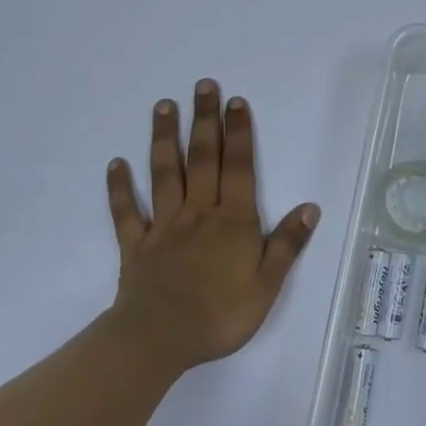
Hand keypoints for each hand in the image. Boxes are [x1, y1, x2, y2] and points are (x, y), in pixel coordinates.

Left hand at [106, 80, 319, 369]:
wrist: (159, 340)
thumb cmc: (219, 315)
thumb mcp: (267, 285)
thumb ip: (287, 244)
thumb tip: (310, 207)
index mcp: (233, 221)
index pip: (239, 167)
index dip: (239, 133)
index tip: (235, 101)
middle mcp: (199, 212)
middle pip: (202, 158)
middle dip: (205, 120)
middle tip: (203, 85)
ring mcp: (164, 226)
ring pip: (165, 173)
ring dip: (164, 138)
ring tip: (163, 106)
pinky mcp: (136, 245)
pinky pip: (126, 212)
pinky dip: (119, 188)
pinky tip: (115, 164)